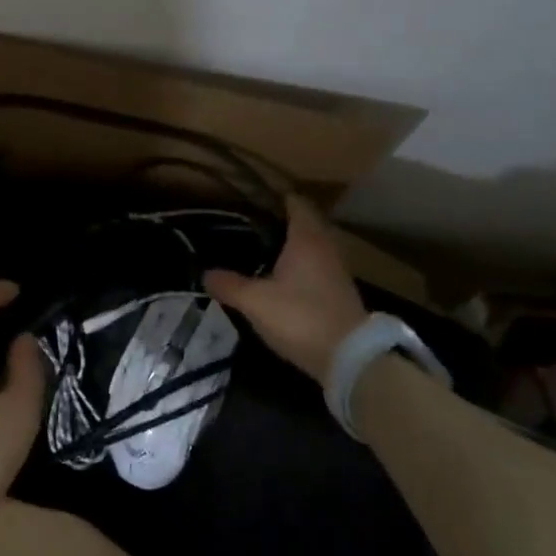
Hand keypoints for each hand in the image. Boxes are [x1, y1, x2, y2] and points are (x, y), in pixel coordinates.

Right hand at [205, 195, 367, 382]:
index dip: (272, 197)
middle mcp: (325, 247)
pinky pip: (313, 267)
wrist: (349, 358)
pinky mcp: (337, 292)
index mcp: (306, 239)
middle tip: (245, 227)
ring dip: (287, 246)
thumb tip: (205, 273)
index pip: (294, 203)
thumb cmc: (300, 318)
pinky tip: (276, 280)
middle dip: (276, 223)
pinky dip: (296, 266)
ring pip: (308, 246)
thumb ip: (228, 284)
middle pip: (302, 223)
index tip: (248, 200)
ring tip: (256, 253)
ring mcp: (335, 270)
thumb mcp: (255, 302)